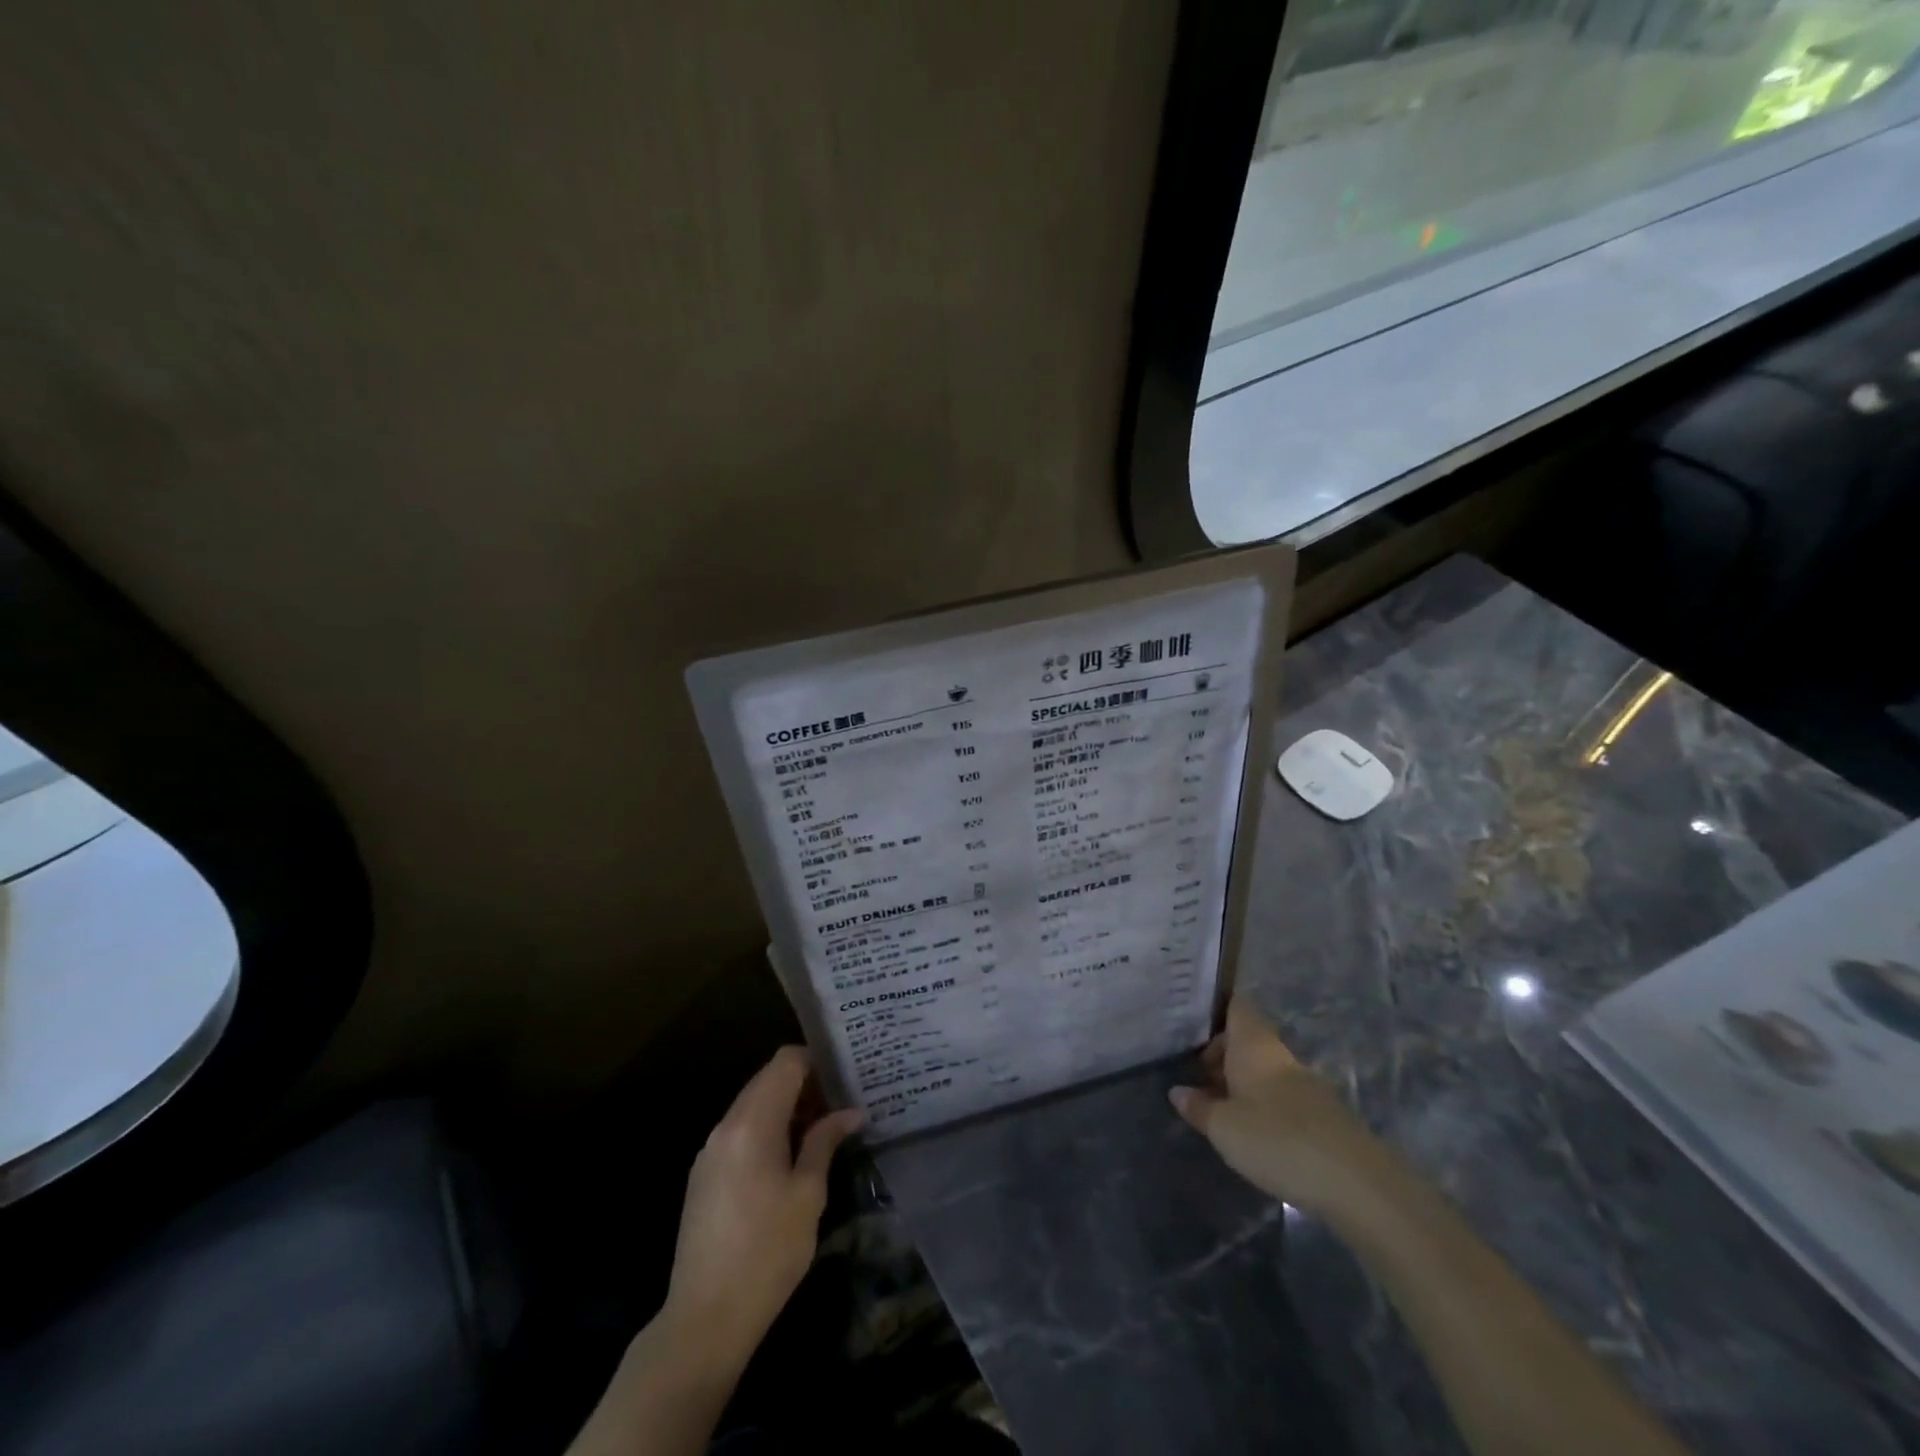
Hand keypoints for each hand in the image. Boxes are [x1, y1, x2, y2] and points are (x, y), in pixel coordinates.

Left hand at [660, 1047, 862, 1375]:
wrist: (704, 1319)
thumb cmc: (767, 1252)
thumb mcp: (808, 1194)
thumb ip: (824, 1142)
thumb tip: (850, 1112)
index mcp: (752, 1123)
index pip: (785, 1062)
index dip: (816, 1061)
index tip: (844, 1079)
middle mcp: (726, 1126)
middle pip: (767, 1079)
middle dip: (804, 1085)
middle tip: (839, 1106)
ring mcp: (710, 1150)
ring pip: (753, 1105)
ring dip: (785, 1108)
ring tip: (820, 1132)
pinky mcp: (703, 1175)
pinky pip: (740, 1131)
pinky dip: (767, 1130)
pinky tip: (789, 1159)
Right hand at [1170, 995, 1390, 1215]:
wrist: (1356, 1184)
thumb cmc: (1277, 1140)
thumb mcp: (1223, 1127)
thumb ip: (1198, 1107)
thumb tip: (1177, 1091)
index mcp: (1254, 1045)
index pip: (1236, 1006)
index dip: (1214, 1010)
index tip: (1189, 1027)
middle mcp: (1280, 1056)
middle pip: (1247, 1040)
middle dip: (1221, 1055)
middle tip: (1194, 1078)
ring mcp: (1305, 1085)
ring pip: (1264, 1070)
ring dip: (1241, 1084)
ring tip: (1215, 1108)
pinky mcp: (1322, 1116)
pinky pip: (1281, 1097)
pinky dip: (1262, 1106)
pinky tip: (1250, 1132)